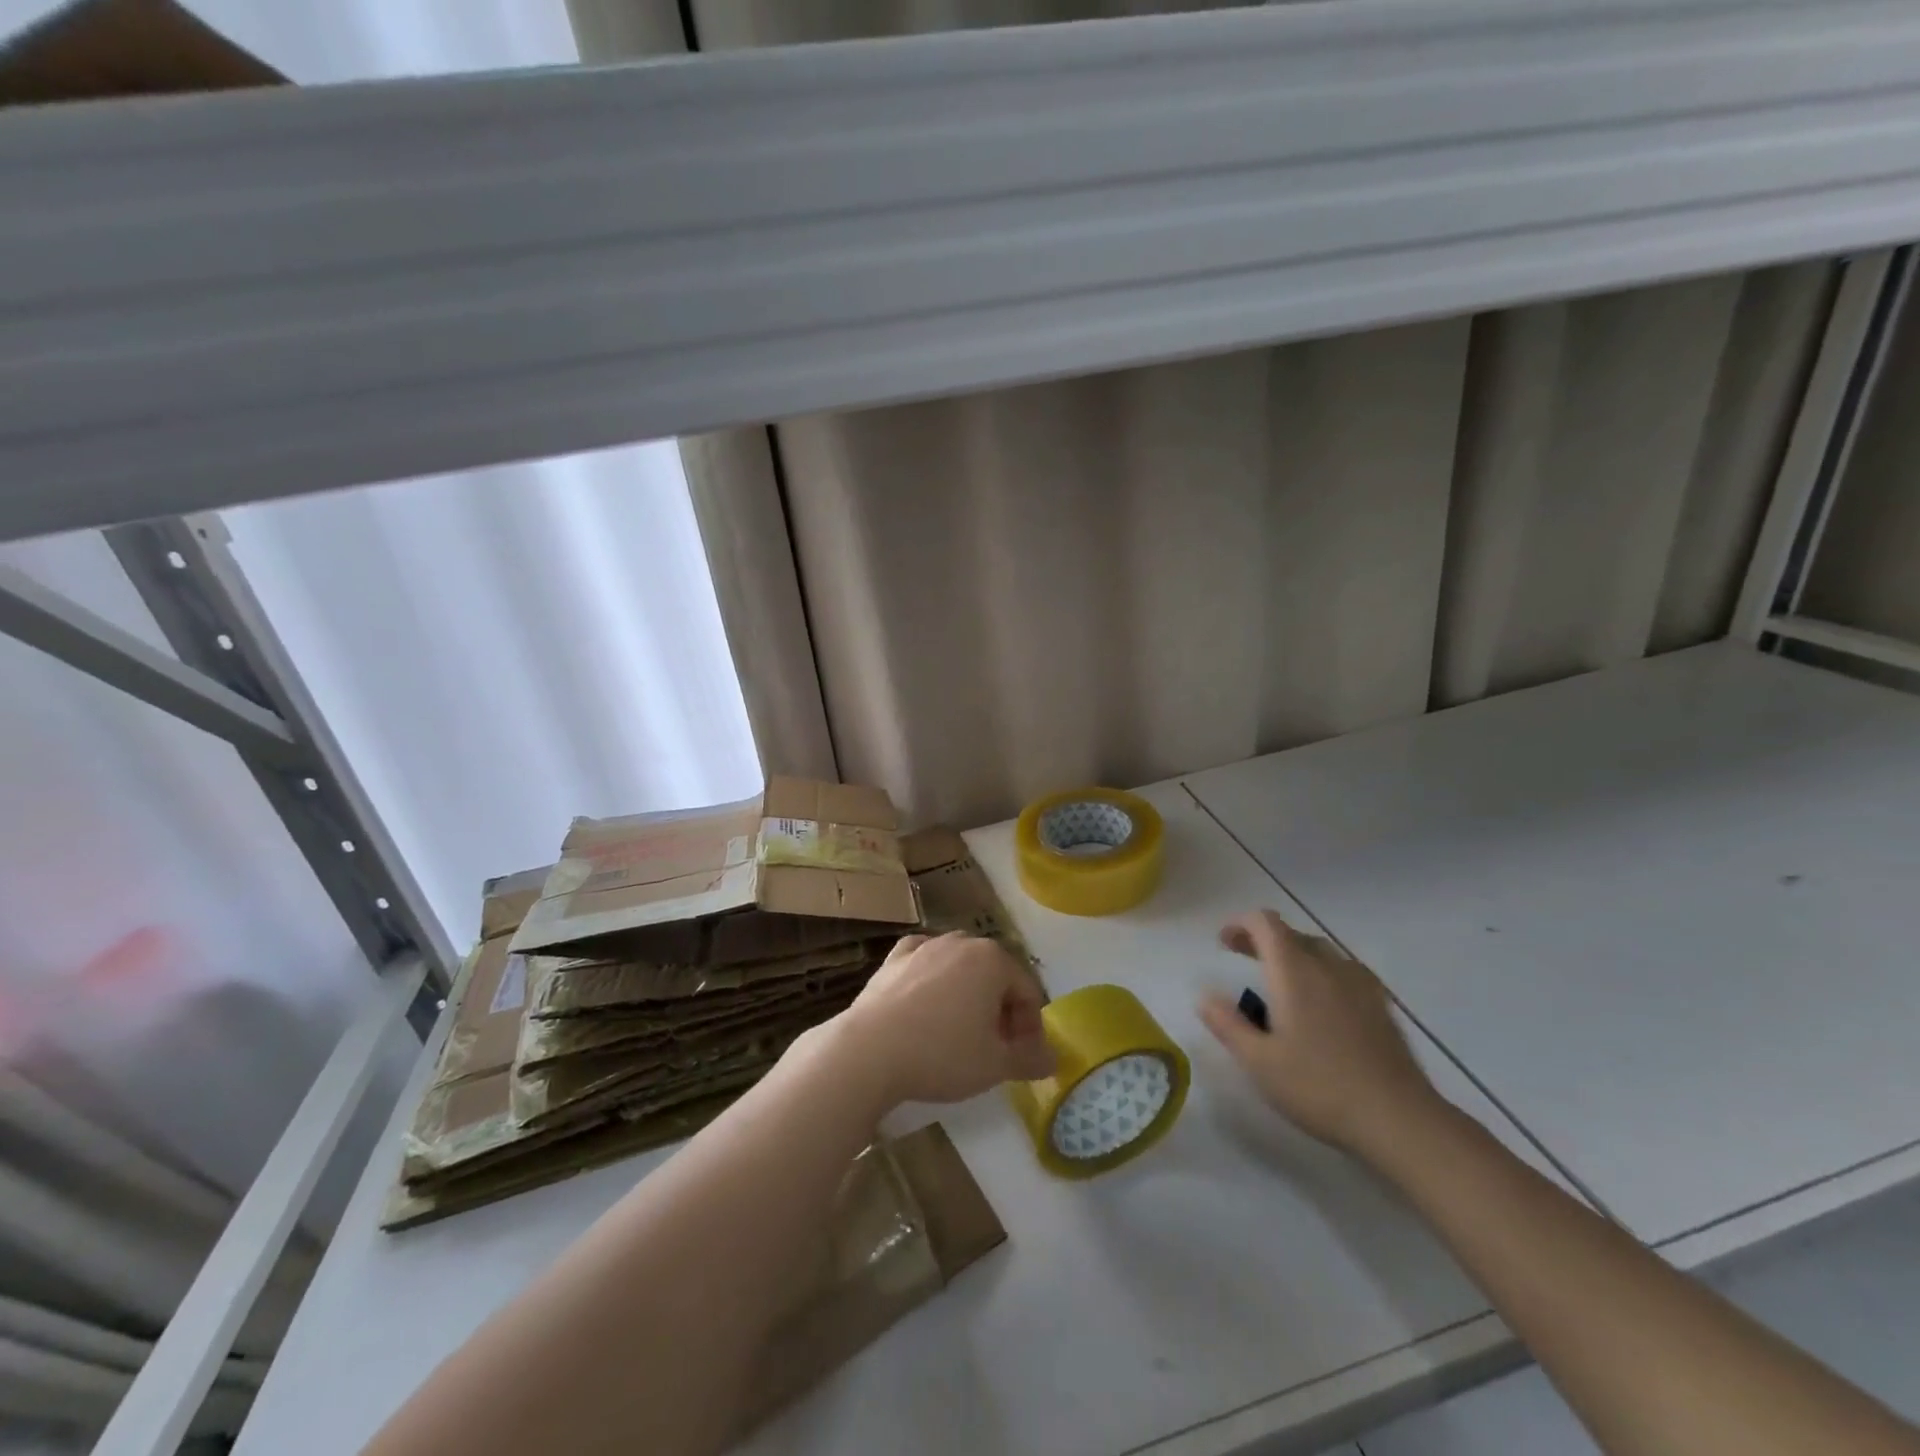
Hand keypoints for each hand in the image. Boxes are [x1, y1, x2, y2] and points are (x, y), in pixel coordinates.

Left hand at [835, 932, 1054, 1107]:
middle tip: (993, 1048)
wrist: (871, 1050)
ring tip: (959, 1032)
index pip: (1027, 992)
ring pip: (960, 967)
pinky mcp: (894, 957)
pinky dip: (932, 979)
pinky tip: (926, 1002)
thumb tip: (1052, 1059)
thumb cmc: (943, 1053)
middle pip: (995, 976)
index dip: (1031, 1027)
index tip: (1021, 1058)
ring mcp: (925, 945)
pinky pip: (924, 963)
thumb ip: (1030, 1059)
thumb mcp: (995, 1065)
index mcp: (993, 959)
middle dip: (1000, 1010)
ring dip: (968, 995)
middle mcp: (962, 942)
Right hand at [1197, 910, 1439, 1155]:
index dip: (1240, 924)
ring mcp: (1360, 984)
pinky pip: (1344, 971)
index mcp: (1294, 971)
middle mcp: (1327, 966)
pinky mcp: (1381, 1005)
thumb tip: (1204, 995)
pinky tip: (1322, 1004)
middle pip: (1292, 934)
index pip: (1265, 923)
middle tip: (1242, 960)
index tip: (1223, 943)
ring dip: (1294, 955)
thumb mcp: (1259, 1062)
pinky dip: (1322, 973)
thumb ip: (1227, 1024)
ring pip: (1321, 951)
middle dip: (1263, 940)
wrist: (1399, 1118)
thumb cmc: (1320, 1087)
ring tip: (1280, 983)